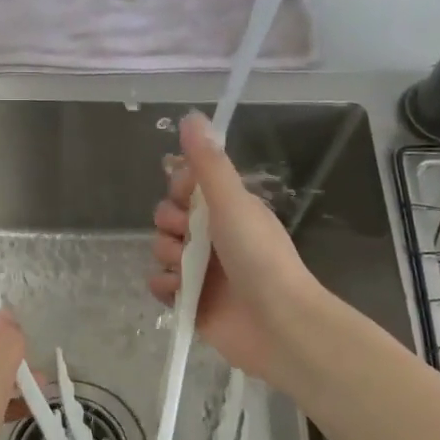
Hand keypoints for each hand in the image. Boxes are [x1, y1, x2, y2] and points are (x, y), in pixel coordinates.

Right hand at [148, 112, 324, 387]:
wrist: (278, 324)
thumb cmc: (259, 257)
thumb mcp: (232, 202)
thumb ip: (208, 163)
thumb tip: (190, 115)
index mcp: (227, 208)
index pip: (185, 185)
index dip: (178, 188)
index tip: (186, 195)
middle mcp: (213, 236)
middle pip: (167, 217)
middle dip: (170, 225)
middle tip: (190, 237)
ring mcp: (202, 270)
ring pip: (162, 250)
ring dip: (168, 258)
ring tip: (189, 272)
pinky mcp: (191, 301)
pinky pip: (161, 285)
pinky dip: (165, 288)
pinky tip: (179, 292)